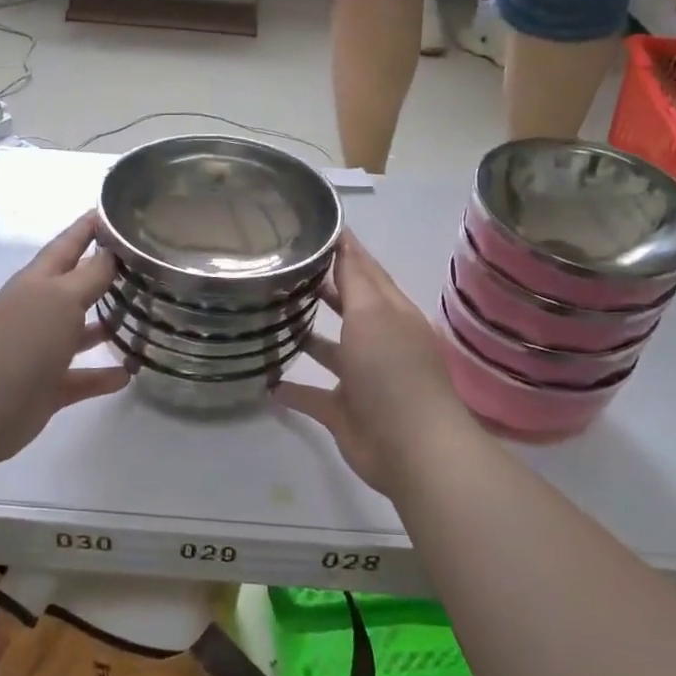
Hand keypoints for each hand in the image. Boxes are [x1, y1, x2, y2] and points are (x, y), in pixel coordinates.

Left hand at [0, 213, 129, 467]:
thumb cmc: (23, 338)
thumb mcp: (62, 297)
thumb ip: (91, 275)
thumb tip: (113, 252)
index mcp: (39, 281)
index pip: (69, 244)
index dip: (90, 227)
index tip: (116, 210)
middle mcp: (40, 311)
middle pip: (76, 287)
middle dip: (105, 276)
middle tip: (145, 267)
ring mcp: (42, 350)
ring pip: (80, 333)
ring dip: (107, 326)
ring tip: (144, 319)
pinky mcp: (48, 388)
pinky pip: (82, 378)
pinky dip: (103, 376)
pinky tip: (129, 374)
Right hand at [275, 233, 482, 499]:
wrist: (410, 447)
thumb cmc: (392, 369)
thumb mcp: (373, 313)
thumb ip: (354, 278)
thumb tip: (344, 239)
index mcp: (391, 313)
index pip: (366, 272)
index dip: (345, 250)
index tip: (314, 228)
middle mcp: (377, 342)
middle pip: (347, 309)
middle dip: (321, 290)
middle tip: (281, 271)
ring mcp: (361, 379)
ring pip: (329, 351)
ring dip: (305, 337)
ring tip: (267, 319)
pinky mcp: (344, 412)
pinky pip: (312, 396)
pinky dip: (292, 391)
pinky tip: (265, 382)